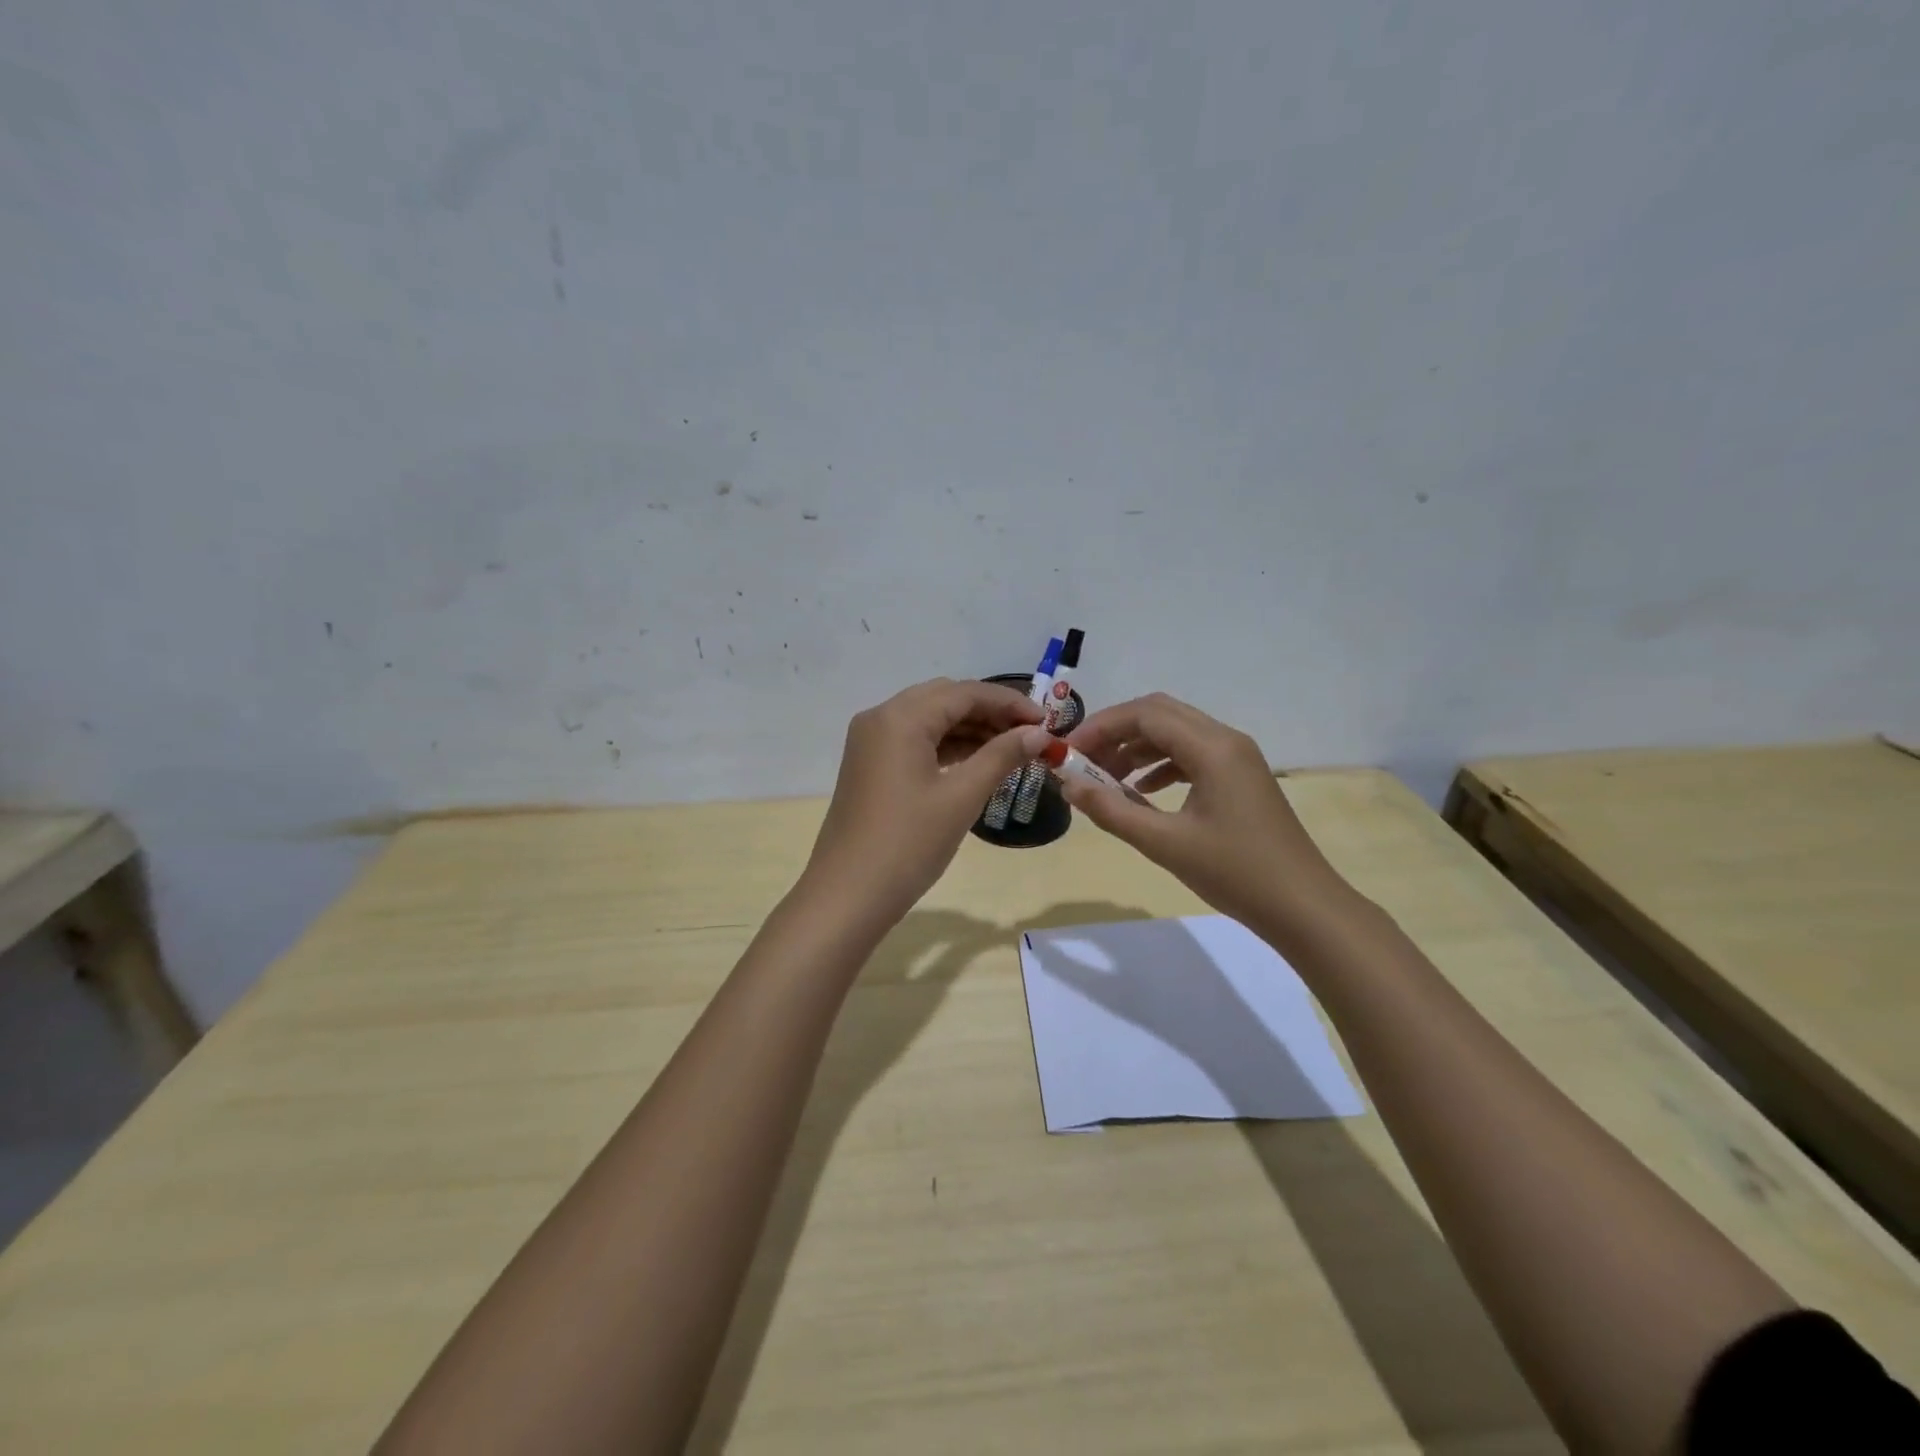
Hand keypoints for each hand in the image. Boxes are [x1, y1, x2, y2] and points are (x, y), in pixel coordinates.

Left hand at [804, 679, 1049, 927]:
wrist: (848, 895)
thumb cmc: (908, 843)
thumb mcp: (961, 797)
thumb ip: (1002, 756)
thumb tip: (1039, 734)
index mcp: (900, 717)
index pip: (965, 692)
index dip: (1009, 703)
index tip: (1047, 722)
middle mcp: (881, 718)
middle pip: (946, 699)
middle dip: (991, 713)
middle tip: (1031, 735)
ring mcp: (871, 742)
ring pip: (930, 720)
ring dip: (971, 730)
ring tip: (1013, 750)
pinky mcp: (871, 765)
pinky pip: (915, 741)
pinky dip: (948, 746)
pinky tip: (978, 762)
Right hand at [1059, 693, 1349, 939]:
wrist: (1303, 907)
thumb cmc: (1235, 873)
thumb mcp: (1165, 844)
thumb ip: (1112, 811)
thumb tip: (1068, 786)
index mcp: (1212, 748)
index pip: (1145, 715)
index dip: (1101, 727)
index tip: (1068, 751)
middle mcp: (1226, 740)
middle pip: (1160, 714)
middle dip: (1116, 732)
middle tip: (1082, 759)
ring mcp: (1237, 758)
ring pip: (1176, 733)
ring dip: (1137, 748)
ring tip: (1104, 778)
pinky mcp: (1240, 777)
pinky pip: (1192, 754)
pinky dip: (1160, 764)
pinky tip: (1140, 791)